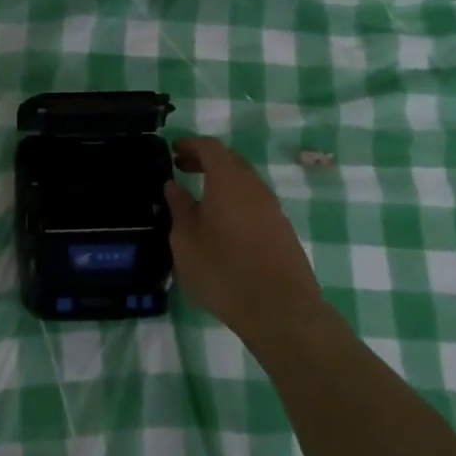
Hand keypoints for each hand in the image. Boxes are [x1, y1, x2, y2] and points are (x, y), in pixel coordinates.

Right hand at [165, 138, 323, 349]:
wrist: (280, 310)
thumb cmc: (223, 271)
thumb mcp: (186, 241)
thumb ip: (179, 208)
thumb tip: (174, 186)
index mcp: (228, 180)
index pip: (210, 147)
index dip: (190, 144)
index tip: (173, 151)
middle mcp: (254, 186)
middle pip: (230, 160)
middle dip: (206, 160)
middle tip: (183, 169)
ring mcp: (272, 208)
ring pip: (244, 182)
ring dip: (222, 181)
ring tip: (201, 199)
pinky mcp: (282, 229)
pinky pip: (255, 202)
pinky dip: (236, 200)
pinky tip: (224, 224)